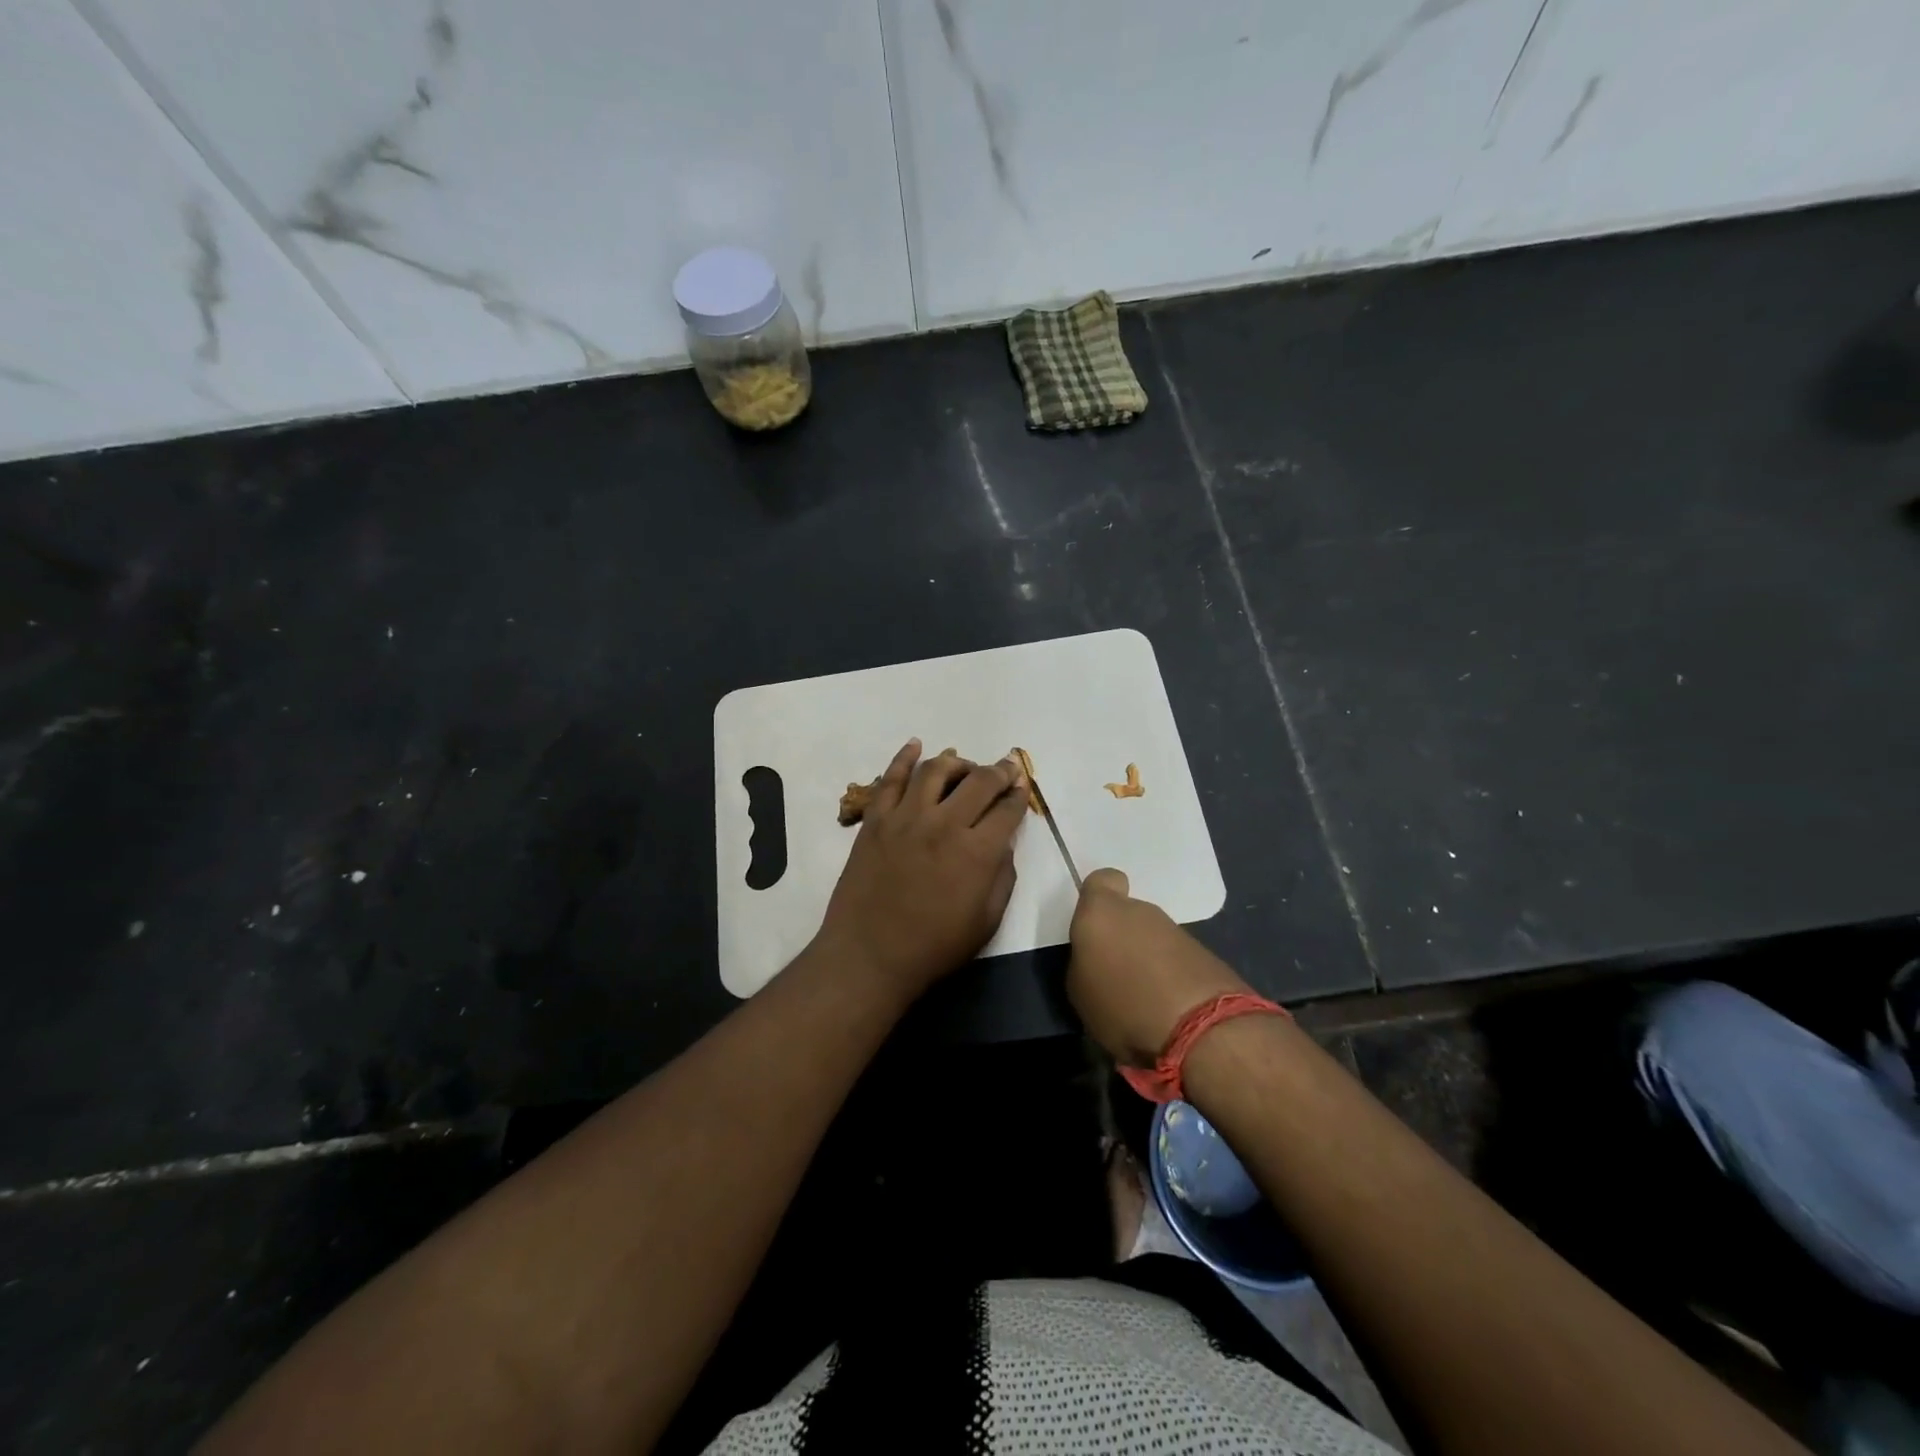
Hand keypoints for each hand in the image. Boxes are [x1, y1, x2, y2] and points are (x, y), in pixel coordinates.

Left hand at [816, 739, 1029, 999]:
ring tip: (964, 766)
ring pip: (935, 770)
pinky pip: (890, 778)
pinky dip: (904, 757)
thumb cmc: (934, 947)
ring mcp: (906, 817)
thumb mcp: (986, 921)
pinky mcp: (876, 820)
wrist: (869, 956)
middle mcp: (944, 824)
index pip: (1007, 809)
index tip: (1022, 787)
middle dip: (999, 770)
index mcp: (977, 852)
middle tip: (1006, 768)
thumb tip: (1002, 844)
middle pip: (978, 781)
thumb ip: (1002, 876)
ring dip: (956, 762)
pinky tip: (916, 746)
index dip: (1019, 795)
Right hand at [1067, 868, 1250, 1065]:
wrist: (1201, 1030)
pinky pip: (1176, 958)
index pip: (1102, 880)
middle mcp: (1140, 911)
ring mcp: (1176, 930)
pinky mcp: (1205, 954)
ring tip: (1141, 998)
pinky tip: (1168, 1007)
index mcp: (1102, 912)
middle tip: (1114, 974)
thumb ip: (1083, 963)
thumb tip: (1095, 960)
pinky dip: (1170, 976)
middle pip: (1127, 913)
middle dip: (1122, 937)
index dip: (1098, 898)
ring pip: (1152, 937)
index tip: (1095, 925)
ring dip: (1146, 959)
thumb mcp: (1079, 992)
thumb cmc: (1122, 1005)